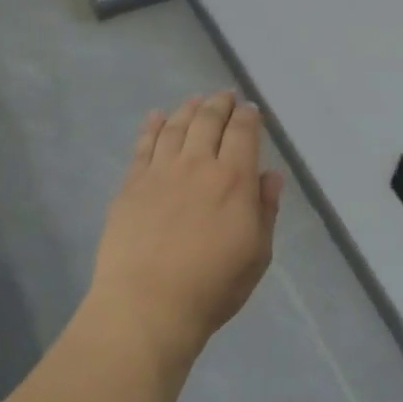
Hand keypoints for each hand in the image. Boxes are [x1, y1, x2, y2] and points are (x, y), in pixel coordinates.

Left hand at [87, 92, 284, 368]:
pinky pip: (143, 146)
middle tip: (224, 96)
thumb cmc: (212, 287)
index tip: (250, 109)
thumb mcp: (257, 254)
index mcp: (234, 180)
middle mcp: (197, 165)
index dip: (248, 116)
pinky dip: (152, 126)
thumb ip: (265, 210)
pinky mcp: (131, 185)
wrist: (148, 305)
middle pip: (208, 121)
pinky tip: (156, 117)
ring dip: (188, 109)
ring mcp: (160, 172)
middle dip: (219, 104)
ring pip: (176, 126)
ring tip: (195, 100)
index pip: (243, 133)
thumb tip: (270, 176)